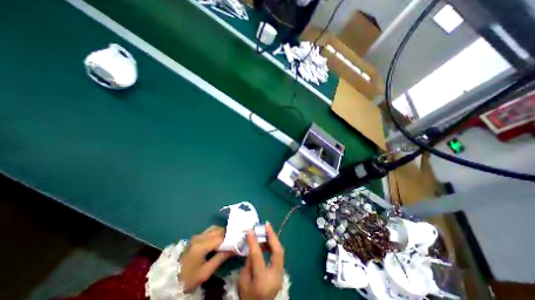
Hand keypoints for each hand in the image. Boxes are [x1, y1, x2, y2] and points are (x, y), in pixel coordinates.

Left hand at [179, 226, 232, 291]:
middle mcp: (199, 237)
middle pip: (218, 230)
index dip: (231, 238)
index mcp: (201, 245)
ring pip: (214, 228)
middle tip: (235, 240)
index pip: (221, 237)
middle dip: (228, 234)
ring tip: (229, 239)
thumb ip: (220, 258)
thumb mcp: (206, 272)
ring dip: (223, 232)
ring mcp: (197, 236)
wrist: (170, 280)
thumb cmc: (188, 278)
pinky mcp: (196, 237)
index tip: (238, 241)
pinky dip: (217, 232)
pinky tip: (220, 239)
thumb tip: (234, 249)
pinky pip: (210, 230)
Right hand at [238, 222, 281, 299]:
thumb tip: (254, 242)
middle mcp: (275, 277)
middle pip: (278, 251)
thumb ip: (250, 260)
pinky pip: (278, 255)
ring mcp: (281, 275)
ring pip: (280, 252)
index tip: (250, 230)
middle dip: (272, 236)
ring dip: (273, 239)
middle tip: (267, 224)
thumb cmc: (246, 296)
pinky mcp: (281, 273)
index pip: (258, 256)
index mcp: (262, 281)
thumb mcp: (243, 279)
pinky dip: (273, 246)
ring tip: (266, 230)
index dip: (254, 241)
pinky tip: (267, 241)